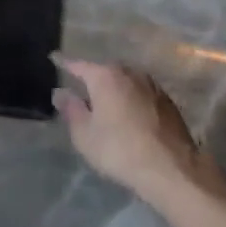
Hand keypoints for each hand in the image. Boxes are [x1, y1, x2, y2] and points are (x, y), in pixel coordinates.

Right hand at [53, 58, 200, 199]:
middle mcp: (129, 72)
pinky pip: (140, 92)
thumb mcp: (85, 135)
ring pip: (125, 80)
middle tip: (81, 91)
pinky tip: (129, 114)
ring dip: (114, 88)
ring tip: (106, 103)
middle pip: (104, 71)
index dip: (64, 63)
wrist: (171, 168)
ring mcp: (151, 84)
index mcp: (105, 76)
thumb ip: (71, 110)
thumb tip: (61, 92)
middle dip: (92, 78)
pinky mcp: (167, 100)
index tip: (53, 58)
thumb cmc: (119, 150)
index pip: (78, 65)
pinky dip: (131, 98)